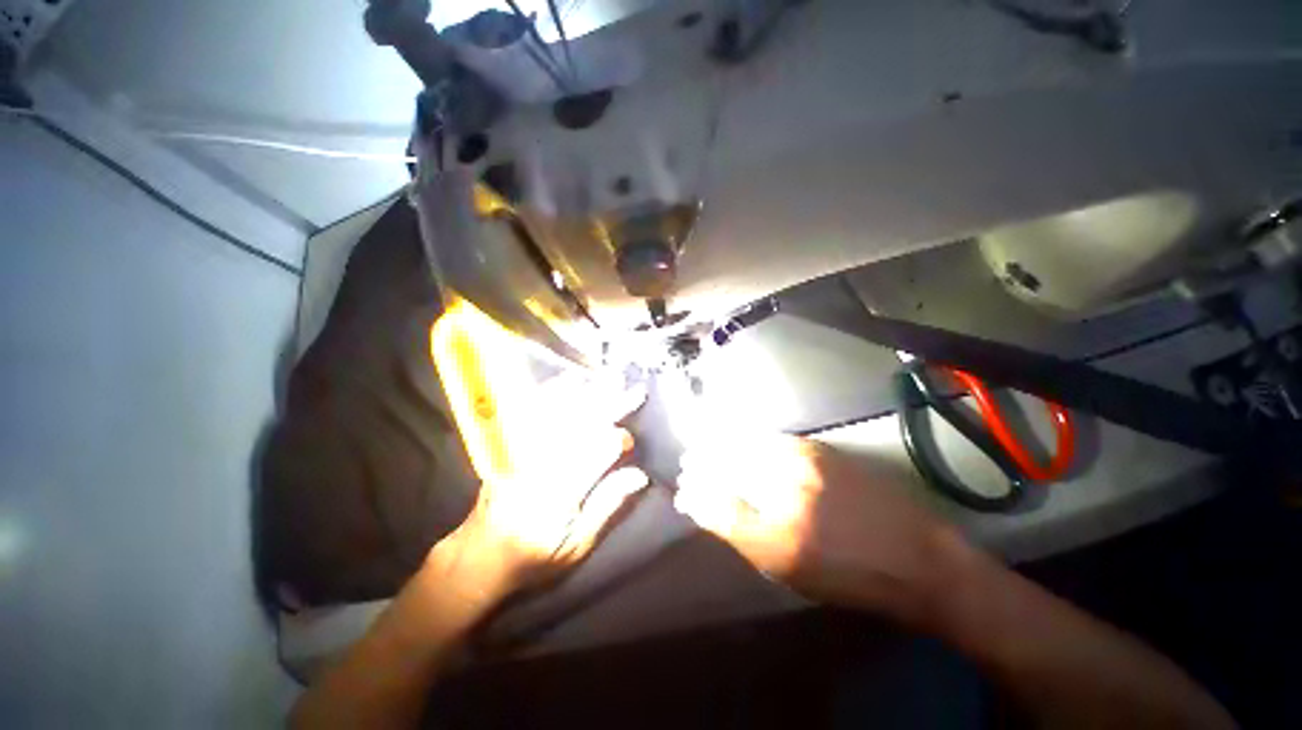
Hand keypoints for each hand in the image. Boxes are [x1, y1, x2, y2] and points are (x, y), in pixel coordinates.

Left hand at [446, 373, 648, 596]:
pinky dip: (553, 392)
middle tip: (634, 389)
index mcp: (560, 494)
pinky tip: (570, 380)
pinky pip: (532, 410)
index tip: (629, 442)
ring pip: (560, 412)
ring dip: (589, 392)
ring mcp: (521, 450)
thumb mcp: (577, 546)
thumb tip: (639, 475)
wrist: (480, 555)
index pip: (597, 452)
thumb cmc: (534, 556)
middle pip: (582, 424)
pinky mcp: (509, 444)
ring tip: (610, 377)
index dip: (618, 441)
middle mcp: (540, 465)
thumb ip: (607, 506)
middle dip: (611, 404)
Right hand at [675, 434, 961, 618]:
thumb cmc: (848, 576)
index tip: (683, 490)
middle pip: (726, 467)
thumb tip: (705, 507)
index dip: (694, 493)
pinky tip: (739, 441)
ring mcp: (802, 465)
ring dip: (720, 445)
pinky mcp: (818, 449)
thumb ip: (742, 535)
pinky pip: (769, 438)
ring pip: (744, 446)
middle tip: (688, 464)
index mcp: (776, 537)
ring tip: (706, 447)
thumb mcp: (787, 571)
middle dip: (701, 463)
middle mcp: (785, 493)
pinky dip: (747, 438)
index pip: (716, 505)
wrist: (917, 556)